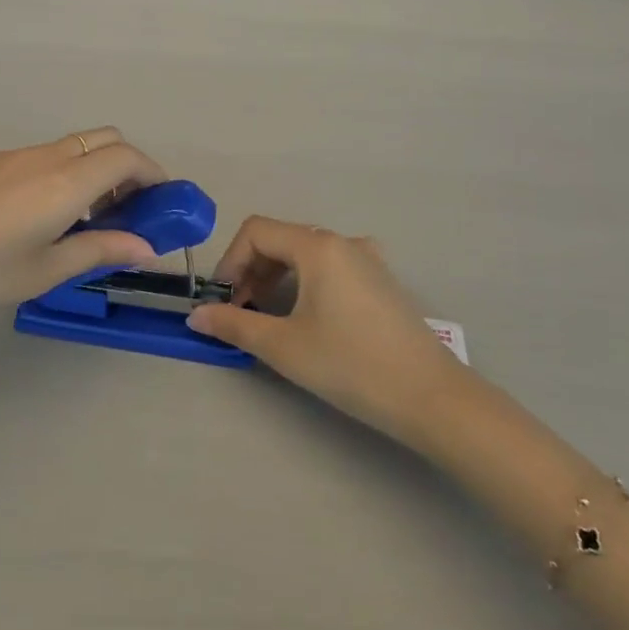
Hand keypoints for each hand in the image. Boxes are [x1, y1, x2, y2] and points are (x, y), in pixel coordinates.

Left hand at [0, 130, 165, 332]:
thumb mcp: (42, 271)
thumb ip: (98, 251)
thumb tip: (146, 247)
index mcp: (64, 183)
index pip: (127, 158)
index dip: (153, 174)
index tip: (160, 204)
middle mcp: (42, 156)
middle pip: (103, 139)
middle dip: (127, 167)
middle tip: (126, 210)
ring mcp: (9, 154)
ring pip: (69, 146)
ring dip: (91, 170)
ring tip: (81, 221)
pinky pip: (38, 156)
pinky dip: (59, 173)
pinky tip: (34, 217)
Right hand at [187, 218, 463, 444]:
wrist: (432, 398)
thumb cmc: (351, 365)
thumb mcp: (284, 347)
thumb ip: (235, 325)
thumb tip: (196, 316)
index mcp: (318, 247)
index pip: (256, 232)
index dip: (229, 261)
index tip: (222, 300)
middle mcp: (343, 242)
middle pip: (280, 239)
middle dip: (251, 270)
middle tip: (239, 312)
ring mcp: (367, 259)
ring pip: (305, 253)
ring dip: (276, 276)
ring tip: (267, 316)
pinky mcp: (381, 281)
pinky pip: (330, 266)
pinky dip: (305, 282)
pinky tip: (307, 315)